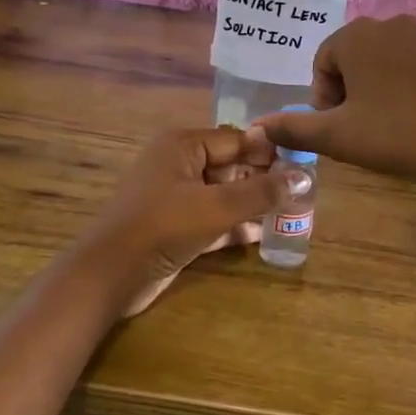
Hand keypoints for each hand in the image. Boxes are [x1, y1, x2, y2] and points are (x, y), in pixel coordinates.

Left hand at [81, 127, 285, 315]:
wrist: (111, 275)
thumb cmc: (163, 226)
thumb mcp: (217, 206)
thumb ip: (262, 192)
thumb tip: (304, 177)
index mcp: (183, 145)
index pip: (237, 140)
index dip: (270, 152)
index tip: (304, 166)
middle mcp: (179, 165)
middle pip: (232, 166)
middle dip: (264, 181)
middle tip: (302, 194)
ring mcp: (175, 197)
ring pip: (224, 195)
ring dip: (252, 205)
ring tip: (291, 214)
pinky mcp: (175, 227)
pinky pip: (213, 219)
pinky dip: (235, 226)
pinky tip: (264, 236)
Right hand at [255, 16, 415, 225]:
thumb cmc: (397, 134)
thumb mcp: (338, 136)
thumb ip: (293, 129)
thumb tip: (256, 127)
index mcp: (356, 35)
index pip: (322, 63)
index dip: (323, 99)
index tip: (339, 128)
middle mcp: (387, 24)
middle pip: (349, 59)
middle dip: (347, 94)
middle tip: (360, 129)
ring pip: (379, 64)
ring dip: (373, 93)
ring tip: (386, 127)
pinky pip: (407, 67)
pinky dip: (400, 90)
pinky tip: (412, 120)